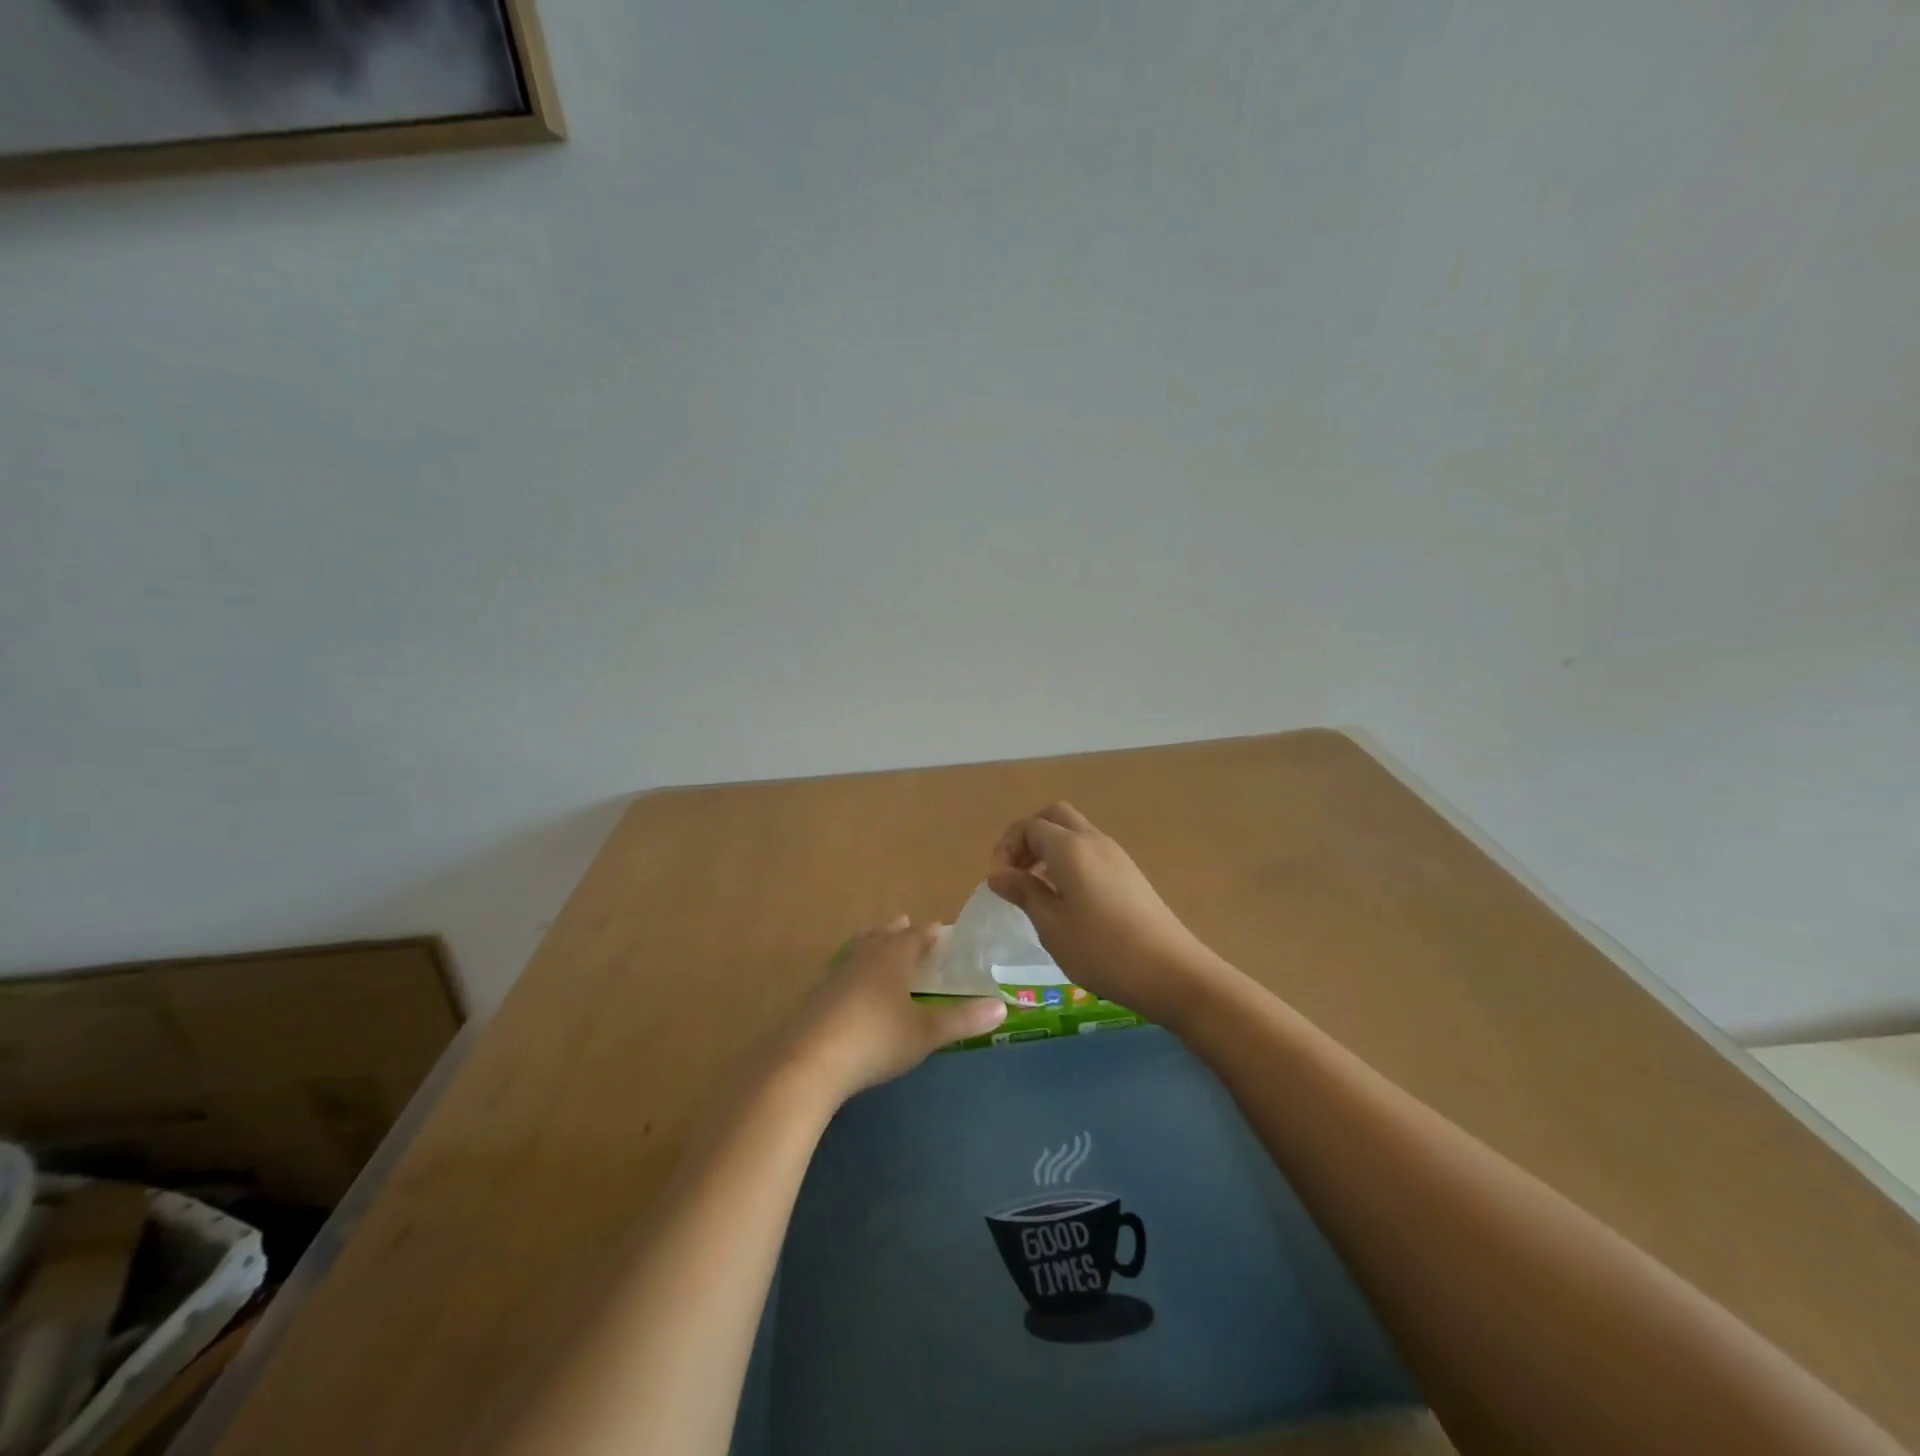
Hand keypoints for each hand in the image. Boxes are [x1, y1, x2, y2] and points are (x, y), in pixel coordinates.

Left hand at [780, 916, 1007, 1103]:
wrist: (810, 1061)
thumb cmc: (876, 1040)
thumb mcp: (926, 1033)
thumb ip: (963, 1020)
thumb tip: (1003, 1007)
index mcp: (892, 958)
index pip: (914, 937)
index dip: (927, 932)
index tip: (938, 927)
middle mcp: (863, 958)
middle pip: (882, 936)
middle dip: (896, 931)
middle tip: (905, 923)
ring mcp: (835, 975)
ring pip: (857, 949)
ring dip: (871, 943)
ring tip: (876, 942)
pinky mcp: (816, 996)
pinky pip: (841, 970)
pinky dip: (852, 968)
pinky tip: (849, 984)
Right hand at [987, 802, 1219, 1023]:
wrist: (1173, 973)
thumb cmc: (1102, 951)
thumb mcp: (1052, 926)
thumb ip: (1024, 892)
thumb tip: (998, 874)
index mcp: (1070, 848)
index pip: (1030, 826)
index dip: (1007, 848)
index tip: (998, 882)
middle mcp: (1094, 841)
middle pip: (1055, 817)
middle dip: (1029, 838)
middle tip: (1016, 873)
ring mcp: (1117, 856)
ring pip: (1075, 833)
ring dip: (1049, 850)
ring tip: (1037, 890)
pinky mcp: (1130, 875)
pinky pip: (1091, 852)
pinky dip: (1070, 862)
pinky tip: (1067, 900)